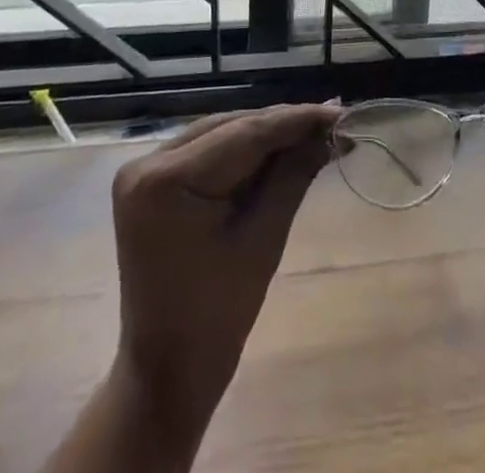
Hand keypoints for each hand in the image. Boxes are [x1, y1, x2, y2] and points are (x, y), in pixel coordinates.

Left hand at [107, 103, 337, 427]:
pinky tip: (279, 150)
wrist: (167, 371)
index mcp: (165, 180)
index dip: (296, 120)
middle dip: (283, 126)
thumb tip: (331, 130)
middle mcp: (147, 162)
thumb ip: (294, 174)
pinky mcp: (152, 181)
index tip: (340, 112)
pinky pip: (207, 151)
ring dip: (266, 136)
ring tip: (315, 133)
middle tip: (333, 123)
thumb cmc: (216, 316)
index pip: (244, 134)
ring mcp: (144, 169)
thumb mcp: (263, 239)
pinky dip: (243, 152)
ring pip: (221, 134)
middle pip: (230, 128)